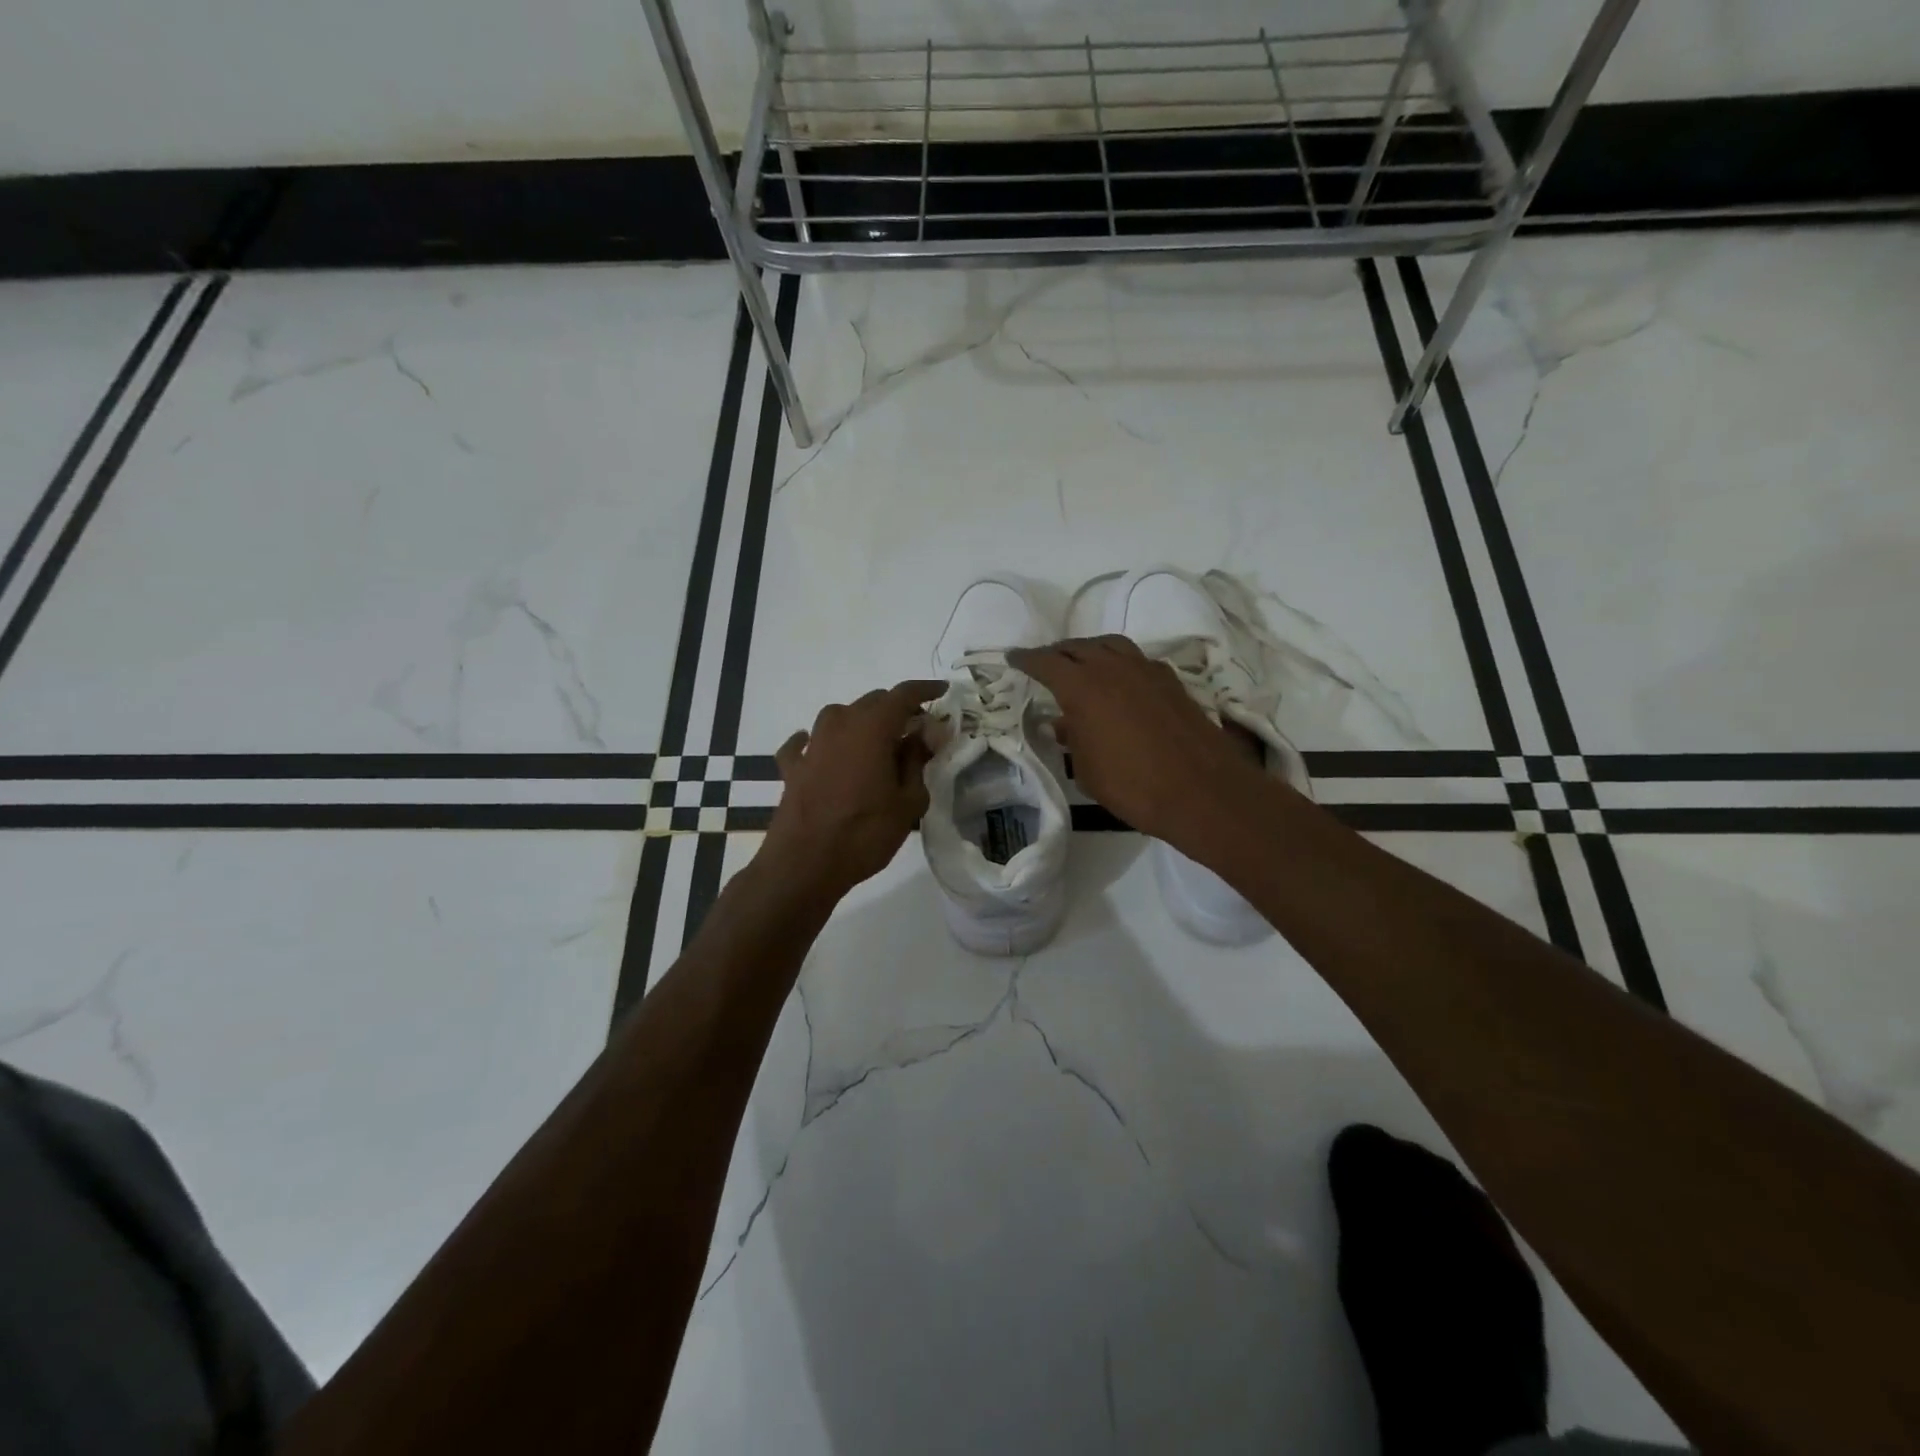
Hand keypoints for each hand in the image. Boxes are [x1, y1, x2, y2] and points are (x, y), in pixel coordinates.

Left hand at [762, 679, 945, 898]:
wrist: (804, 864)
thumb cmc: (865, 833)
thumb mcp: (908, 802)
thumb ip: (917, 761)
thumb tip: (924, 735)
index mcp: (872, 727)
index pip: (904, 694)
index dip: (926, 690)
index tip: (943, 692)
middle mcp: (840, 724)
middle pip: (873, 702)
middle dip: (897, 710)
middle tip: (917, 732)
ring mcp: (812, 744)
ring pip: (839, 716)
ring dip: (861, 723)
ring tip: (877, 744)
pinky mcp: (793, 767)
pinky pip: (805, 743)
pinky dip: (818, 742)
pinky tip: (821, 750)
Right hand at [1009, 636, 1267, 850]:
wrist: (1201, 791)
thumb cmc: (1132, 785)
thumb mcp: (1087, 770)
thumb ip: (1072, 739)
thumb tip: (1064, 722)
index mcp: (1083, 687)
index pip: (1047, 662)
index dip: (1027, 659)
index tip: (1013, 658)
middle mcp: (1113, 668)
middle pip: (1078, 647)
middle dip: (1057, 652)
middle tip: (1045, 662)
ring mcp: (1146, 670)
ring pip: (1110, 646)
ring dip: (1090, 650)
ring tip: (1080, 663)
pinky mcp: (1171, 681)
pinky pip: (1136, 659)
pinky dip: (1119, 662)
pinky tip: (1119, 680)